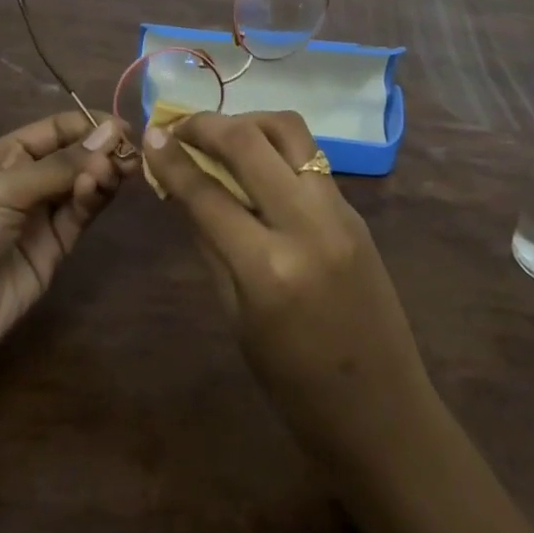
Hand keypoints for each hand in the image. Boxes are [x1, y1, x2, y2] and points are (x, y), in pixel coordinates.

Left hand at [0, 110, 125, 378]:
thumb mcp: (3, 188)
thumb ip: (60, 165)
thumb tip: (112, 134)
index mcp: (5, 156)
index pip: (56, 129)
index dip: (89, 125)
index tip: (122, 127)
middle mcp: (26, 181)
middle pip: (75, 155)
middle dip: (101, 149)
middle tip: (128, 152)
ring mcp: (41, 216)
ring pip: (83, 184)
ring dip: (102, 173)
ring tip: (115, 170)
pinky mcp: (54, 249)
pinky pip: (80, 215)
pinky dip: (93, 199)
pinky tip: (100, 186)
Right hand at [143, 111, 438, 468]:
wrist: (383, 410)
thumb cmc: (295, 386)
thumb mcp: (237, 319)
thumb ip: (209, 245)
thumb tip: (181, 191)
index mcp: (268, 268)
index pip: (207, 193)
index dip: (172, 160)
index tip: (150, 136)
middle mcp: (306, 224)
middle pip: (250, 141)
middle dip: (206, 124)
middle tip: (179, 125)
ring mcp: (338, 210)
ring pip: (289, 131)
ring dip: (249, 122)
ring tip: (221, 135)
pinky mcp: (355, 209)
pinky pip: (310, 157)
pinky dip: (276, 146)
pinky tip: (257, 163)